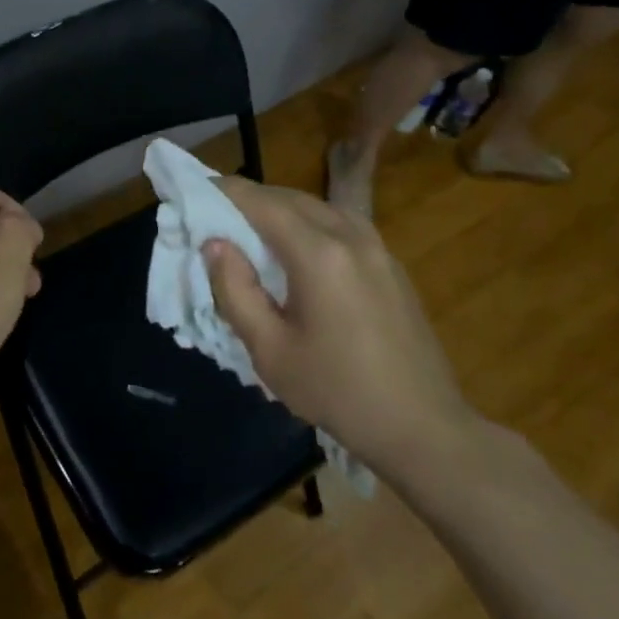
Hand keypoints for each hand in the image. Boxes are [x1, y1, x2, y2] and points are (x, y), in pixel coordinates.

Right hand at [203, 178, 481, 481]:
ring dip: (280, 209)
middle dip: (249, 199)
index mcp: (318, 254)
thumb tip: (215, 244)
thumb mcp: (269, 350)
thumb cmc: (337, 392)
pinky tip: (296, 251)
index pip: (260, 202)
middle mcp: (350, 236)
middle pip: (289, 198)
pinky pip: (340, 224)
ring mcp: (377, 247)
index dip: (224, 191)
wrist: (424, 429)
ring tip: (251, 229)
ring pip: (317, 207)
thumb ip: (234, 290)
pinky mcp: (390, 264)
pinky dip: (308, 223)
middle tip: (216, 213)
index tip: (194, 190)